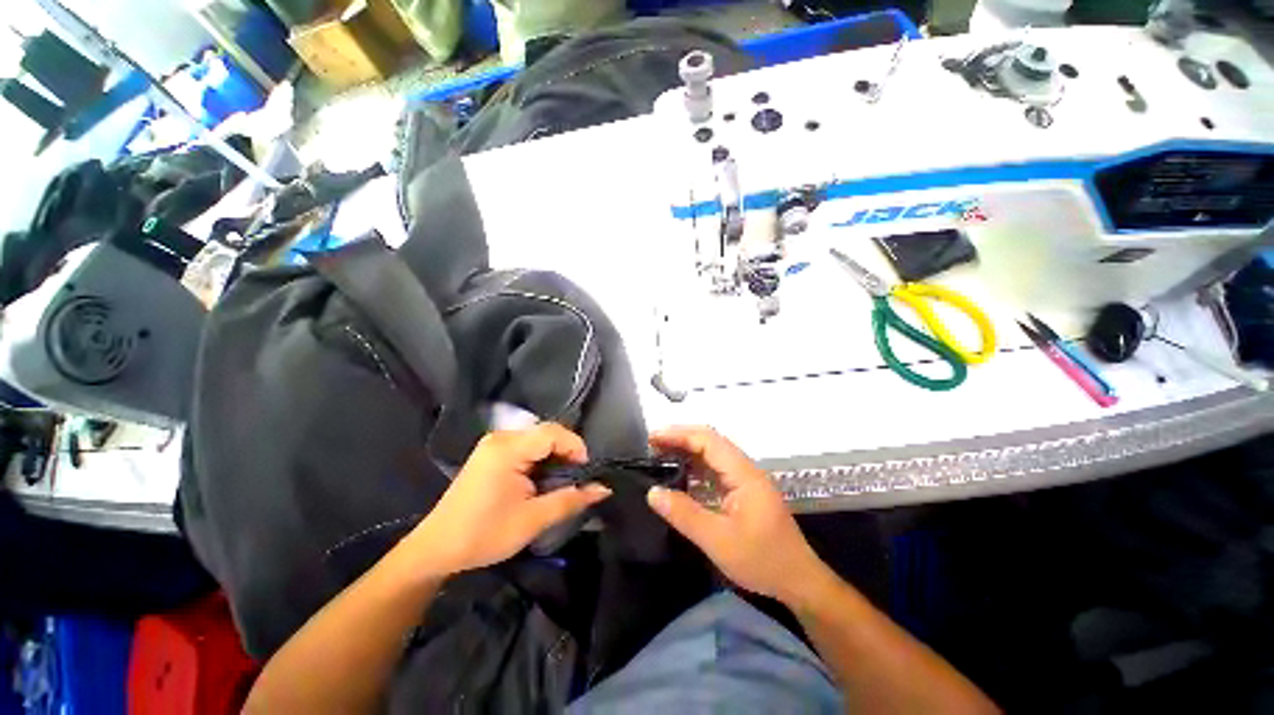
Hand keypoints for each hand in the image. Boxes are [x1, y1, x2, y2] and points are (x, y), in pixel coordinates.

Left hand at [405, 423, 610, 577]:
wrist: (437, 549)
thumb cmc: (484, 534)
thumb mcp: (532, 520)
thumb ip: (570, 500)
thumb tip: (604, 489)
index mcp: (508, 449)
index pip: (554, 433)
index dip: (576, 448)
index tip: (585, 473)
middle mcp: (501, 438)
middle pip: (547, 432)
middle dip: (567, 453)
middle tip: (575, 479)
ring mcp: (494, 444)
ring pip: (538, 439)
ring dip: (555, 457)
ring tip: (561, 482)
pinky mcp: (492, 453)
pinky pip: (526, 446)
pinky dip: (541, 459)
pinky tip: (542, 480)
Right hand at [646, 426, 828, 604]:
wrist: (799, 582)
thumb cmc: (762, 560)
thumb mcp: (718, 541)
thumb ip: (684, 514)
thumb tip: (652, 492)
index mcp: (743, 474)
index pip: (708, 440)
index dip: (679, 435)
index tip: (653, 438)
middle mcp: (745, 469)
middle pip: (710, 441)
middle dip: (680, 438)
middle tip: (652, 446)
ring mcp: (746, 480)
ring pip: (713, 454)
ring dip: (687, 451)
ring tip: (660, 456)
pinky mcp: (744, 491)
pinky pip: (716, 470)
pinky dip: (695, 467)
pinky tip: (681, 475)